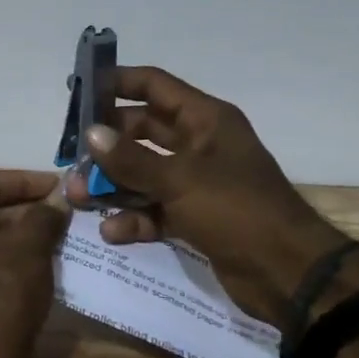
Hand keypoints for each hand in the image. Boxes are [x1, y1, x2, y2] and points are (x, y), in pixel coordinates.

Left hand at [0, 170, 68, 357]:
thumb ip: (44, 215)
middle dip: (22, 209)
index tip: (57, 185)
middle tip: (58, 211)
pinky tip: (34, 264)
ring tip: (53, 235)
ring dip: (15, 235)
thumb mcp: (30, 245)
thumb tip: (57, 200)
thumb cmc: (0, 289)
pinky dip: (3, 259)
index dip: (26, 181)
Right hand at [62, 67, 358, 333]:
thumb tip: (91, 133)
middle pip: (141, 132)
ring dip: (111, 185)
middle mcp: (199, 145)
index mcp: (205, 120)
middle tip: (70, 156)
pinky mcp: (193, 217)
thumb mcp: (180, 180)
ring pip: (142, 174)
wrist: (288, 275)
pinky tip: (112, 231)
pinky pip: (153, 209)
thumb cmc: (237, 211)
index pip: (154, 86)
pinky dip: (133, 218)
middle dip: (105, 145)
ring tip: (78, 197)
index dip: (117, 83)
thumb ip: (131, 158)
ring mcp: (196, 183)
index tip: (79, 89)